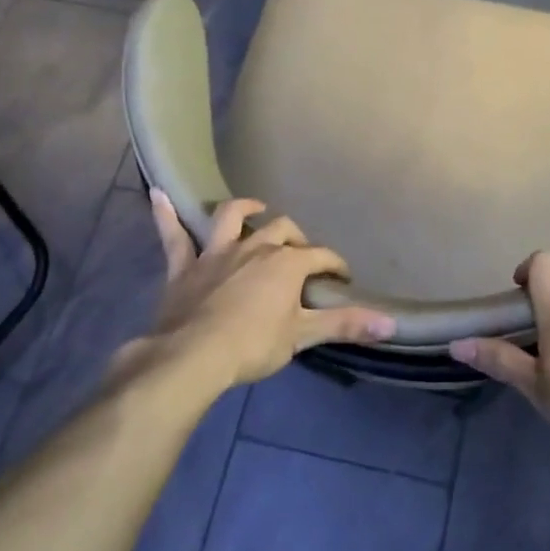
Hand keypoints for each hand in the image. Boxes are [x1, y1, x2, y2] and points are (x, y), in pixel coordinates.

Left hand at [138, 190, 394, 390]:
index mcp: (286, 263)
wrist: (192, 356)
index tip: (342, 278)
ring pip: (232, 218)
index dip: (335, 265)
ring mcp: (216, 253)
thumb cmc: (253, 344)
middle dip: (296, 238)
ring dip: (244, 209)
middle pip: (282, 230)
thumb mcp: (303, 335)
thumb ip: (347, 325)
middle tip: (301, 254)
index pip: (321, 256)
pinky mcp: (184, 266)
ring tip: (255, 207)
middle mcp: (254, 247)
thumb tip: (393, 324)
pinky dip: (165, 215)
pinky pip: (173, 235)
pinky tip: (157, 194)